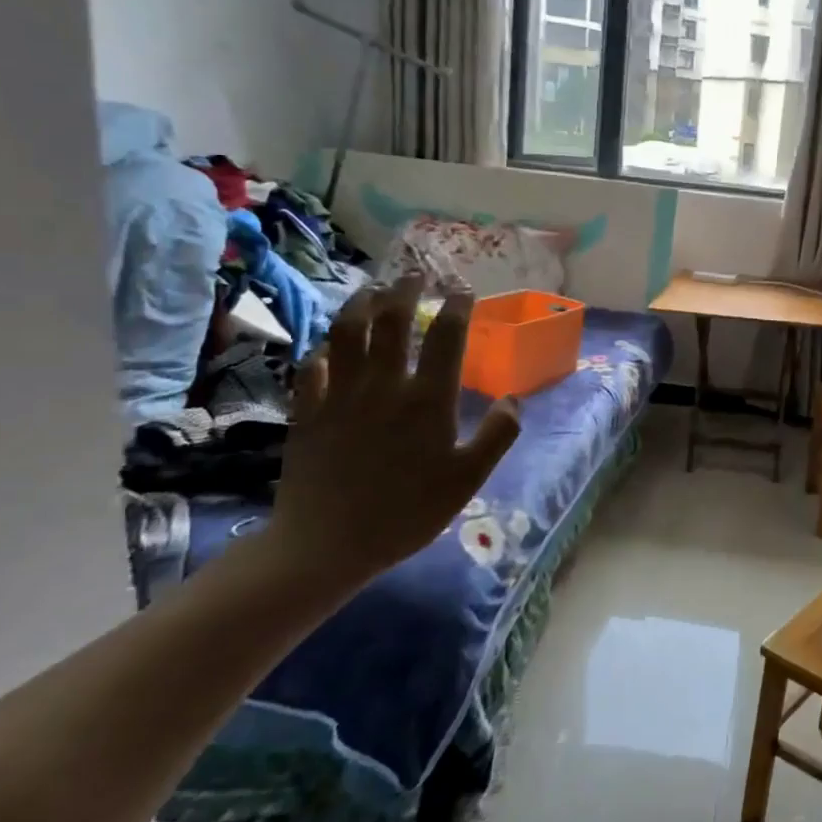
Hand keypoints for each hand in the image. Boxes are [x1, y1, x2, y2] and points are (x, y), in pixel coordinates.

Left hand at [268, 275, 520, 585]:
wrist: (326, 545)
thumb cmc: (407, 513)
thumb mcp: (467, 480)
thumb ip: (497, 436)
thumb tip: (513, 398)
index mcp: (427, 399)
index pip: (446, 337)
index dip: (458, 308)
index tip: (464, 291)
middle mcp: (384, 385)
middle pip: (393, 321)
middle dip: (406, 291)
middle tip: (415, 275)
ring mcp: (341, 395)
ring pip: (349, 333)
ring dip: (361, 304)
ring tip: (372, 290)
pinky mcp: (307, 411)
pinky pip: (312, 367)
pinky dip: (323, 349)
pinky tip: (329, 345)